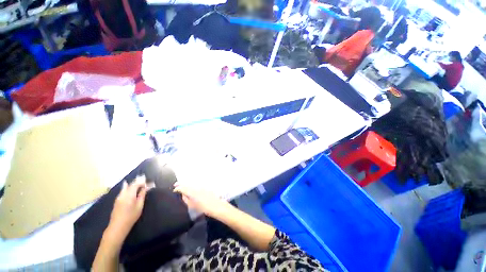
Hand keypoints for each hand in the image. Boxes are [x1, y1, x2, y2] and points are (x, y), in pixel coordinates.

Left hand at [106, 176, 147, 241]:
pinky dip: (127, 187)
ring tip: (137, 182)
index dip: (142, 182)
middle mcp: (123, 194)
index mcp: (130, 194)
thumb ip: (142, 195)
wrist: (118, 226)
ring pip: (126, 187)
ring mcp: (119, 197)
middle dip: (137, 182)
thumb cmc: (131, 216)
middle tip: (144, 180)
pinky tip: (126, 185)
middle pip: (130, 185)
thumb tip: (146, 187)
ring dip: (132, 184)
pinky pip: (122, 190)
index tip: (148, 182)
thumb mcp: (139, 206)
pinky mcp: (117, 200)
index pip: (136, 184)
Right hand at [173, 182, 228, 217]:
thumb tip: (182, 194)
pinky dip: (192, 184)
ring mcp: (201, 186)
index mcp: (192, 193)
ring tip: (182, 184)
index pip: (183, 188)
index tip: (174, 189)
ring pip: (192, 183)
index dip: (178, 188)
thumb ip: (186, 199)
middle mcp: (196, 187)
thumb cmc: (203, 208)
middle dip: (181, 184)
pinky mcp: (205, 186)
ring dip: (186, 183)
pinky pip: (197, 184)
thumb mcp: (192, 205)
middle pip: (187, 184)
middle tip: (176, 184)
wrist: (215, 205)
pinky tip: (191, 186)